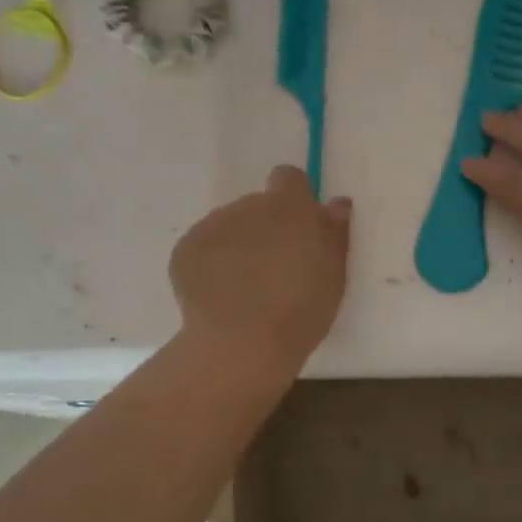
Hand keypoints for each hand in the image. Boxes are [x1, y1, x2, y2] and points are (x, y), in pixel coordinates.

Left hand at [169, 166, 350, 375]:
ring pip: (229, 227)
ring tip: (245, 289)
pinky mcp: (184, 250)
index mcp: (288, 207)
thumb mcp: (333, 274)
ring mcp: (212, 226)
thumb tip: (336, 203)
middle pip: (257, 207)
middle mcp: (247, 205)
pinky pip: (203, 248)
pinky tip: (220, 296)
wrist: (241, 343)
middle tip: (274, 271)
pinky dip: (211, 265)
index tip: (299, 229)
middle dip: (265, 230)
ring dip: (238, 246)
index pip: (288, 177)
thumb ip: (334, 232)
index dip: (294, 198)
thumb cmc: (300, 310)